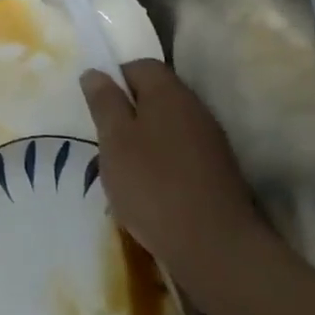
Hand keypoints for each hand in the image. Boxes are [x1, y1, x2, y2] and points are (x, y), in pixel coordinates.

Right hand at [80, 60, 263, 279]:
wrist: (216, 248)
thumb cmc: (153, 184)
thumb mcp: (114, 139)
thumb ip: (104, 102)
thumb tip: (95, 72)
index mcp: (168, 92)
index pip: (139, 65)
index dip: (114, 78)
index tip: (96, 106)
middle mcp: (195, 108)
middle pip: (156, 95)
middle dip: (128, 111)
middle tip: (105, 137)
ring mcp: (211, 142)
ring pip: (168, 125)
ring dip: (145, 138)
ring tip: (123, 166)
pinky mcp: (219, 172)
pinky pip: (182, 152)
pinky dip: (163, 162)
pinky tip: (150, 188)